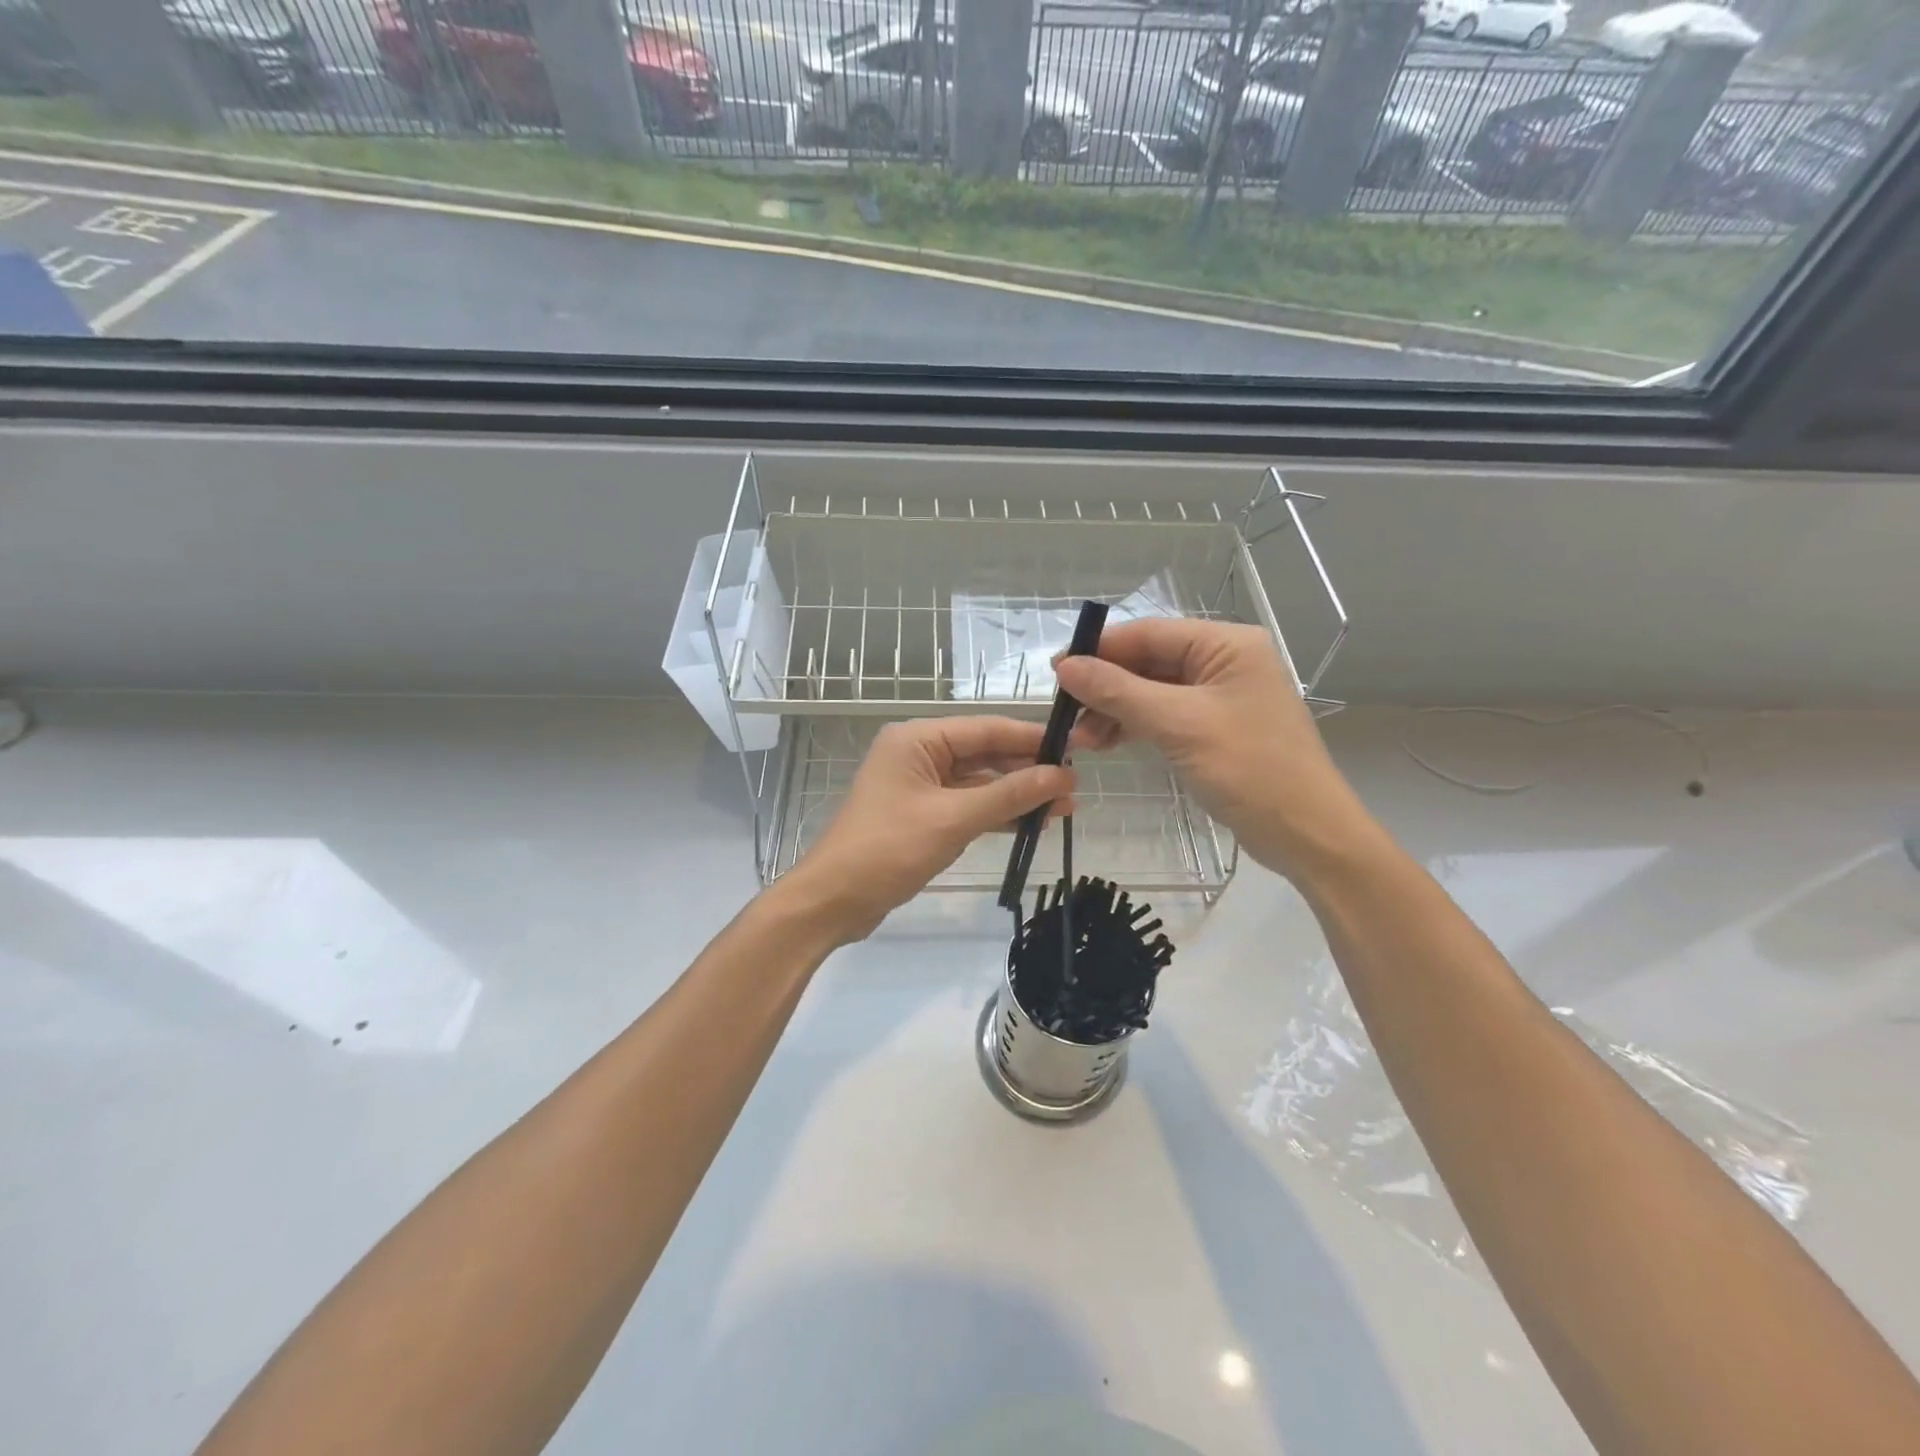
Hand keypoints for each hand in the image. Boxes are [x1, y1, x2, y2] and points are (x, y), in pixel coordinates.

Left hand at [781, 717, 1074, 942]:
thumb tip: (1063, 776)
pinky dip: (996, 813)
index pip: (986, 729)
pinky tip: (1031, 823)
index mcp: (917, 739)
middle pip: (984, 754)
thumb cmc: (888, 850)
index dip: (1031, 739)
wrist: (833, 901)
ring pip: (979, 783)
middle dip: (1028, 770)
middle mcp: (918, 754)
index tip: (1076, 747)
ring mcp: (919, 786)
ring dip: (1017, 795)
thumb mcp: (953, 819)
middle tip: (1075, 785)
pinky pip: (967, 806)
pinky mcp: (922, 816)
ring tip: (1065, 808)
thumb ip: (1009, 795)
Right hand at [1053, 619, 1374, 878]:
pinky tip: (1106, 743)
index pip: (1149, 633)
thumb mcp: (1178, 725)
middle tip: (1065, 714)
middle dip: (1105, 687)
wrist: (1307, 835)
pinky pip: (1165, 716)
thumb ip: (1119, 691)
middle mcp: (1225, 662)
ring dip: (1115, 711)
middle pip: (1149, 662)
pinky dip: (1135, 727)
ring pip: (1152, 691)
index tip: (1056, 671)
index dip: (1100, 650)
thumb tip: (1066, 666)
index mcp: (1227, 645)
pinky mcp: (1215, 729)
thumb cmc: (1249, 770)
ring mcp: (1221, 697)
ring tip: (1081, 739)